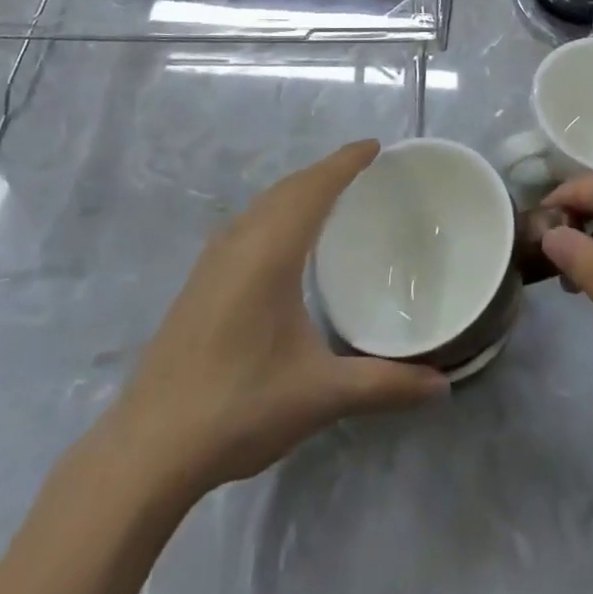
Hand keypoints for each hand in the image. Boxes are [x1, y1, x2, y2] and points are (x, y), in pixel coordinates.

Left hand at [103, 141, 447, 496]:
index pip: (314, 187)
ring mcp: (213, 258)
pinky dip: (277, 210)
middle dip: (326, 171)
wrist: (149, 446)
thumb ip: (383, 384)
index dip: (345, 162)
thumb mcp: (319, 395)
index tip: (375, 146)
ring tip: (332, 195)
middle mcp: (240, 240)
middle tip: (364, 170)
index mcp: (270, 251)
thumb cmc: (240, 407)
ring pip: (264, 203)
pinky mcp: (200, 278)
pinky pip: (249, 221)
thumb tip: (443, 386)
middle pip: (289, 187)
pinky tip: (286, 239)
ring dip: (299, 189)